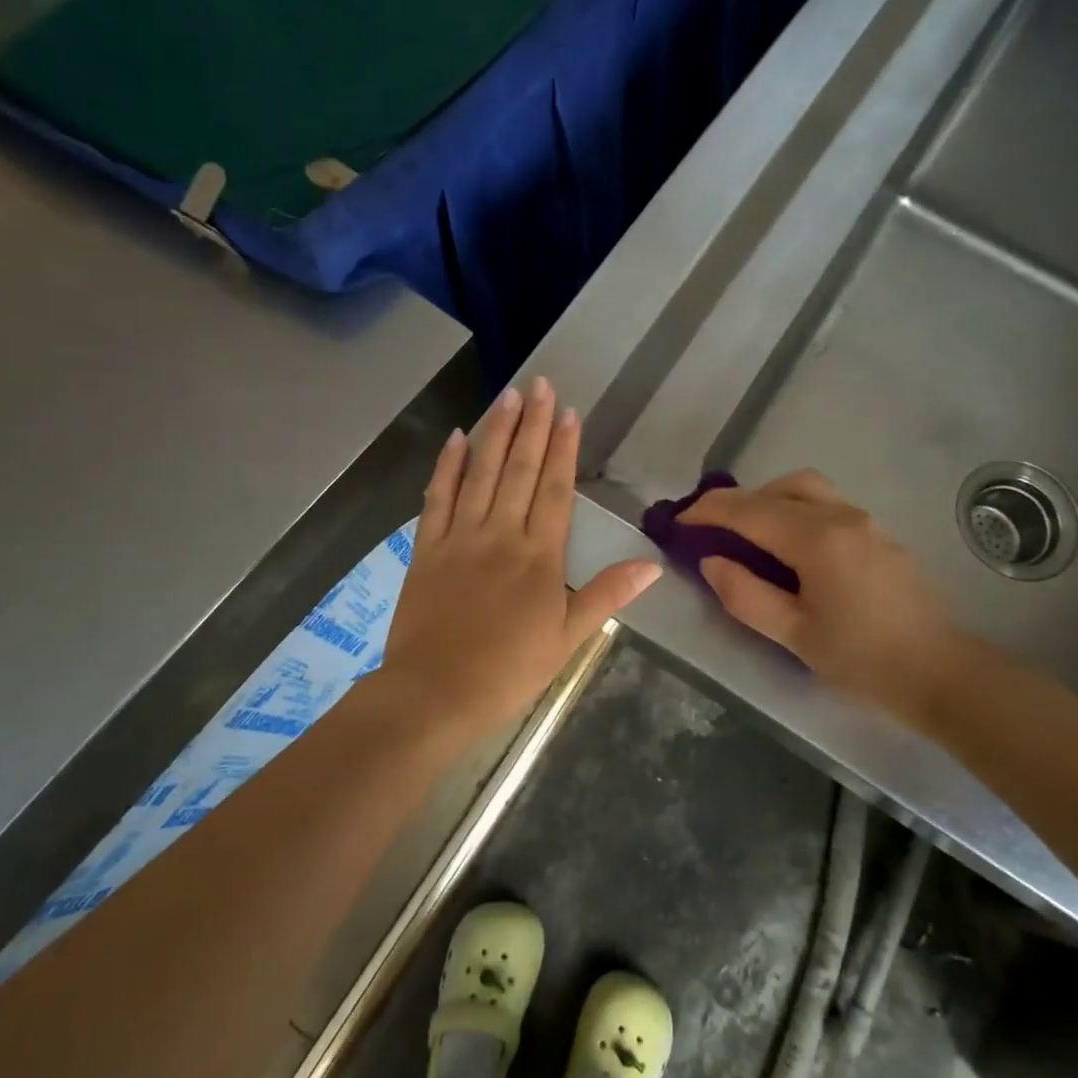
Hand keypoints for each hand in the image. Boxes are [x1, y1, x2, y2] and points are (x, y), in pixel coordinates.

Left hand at [378, 378, 661, 739]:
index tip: (568, 412)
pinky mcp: (426, 548)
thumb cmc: (508, 671)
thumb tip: (652, 565)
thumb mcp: (567, 639)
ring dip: (496, 432)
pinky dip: (447, 465)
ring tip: (508, 395)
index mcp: (539, 556)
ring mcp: (459, 537)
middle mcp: (500, 535)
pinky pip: (437, 497)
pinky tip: (456, 437)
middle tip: (540, 384)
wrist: (434, 693)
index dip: (563, 448)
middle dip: (532, 424)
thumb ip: (606, 596)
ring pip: (480, 473)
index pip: (555, 489)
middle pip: (519, 469)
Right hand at [679, 470, 964, 713]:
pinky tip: (789, 547)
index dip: (708, 512)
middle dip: (739, 501)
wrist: (942, 674)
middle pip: (779, 487)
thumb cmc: (863, 660)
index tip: (678, 523)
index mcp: (817, 540)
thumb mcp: (794, 635)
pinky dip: (796, 510)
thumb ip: (745, 595)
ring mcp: (866, 521)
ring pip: (807, 489)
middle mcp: (842, 517)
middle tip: (712, 530)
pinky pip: (827, 505)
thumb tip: (712, 561)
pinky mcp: (880, 534)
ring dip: (770, 501)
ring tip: (749, 536)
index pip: (750, 511)